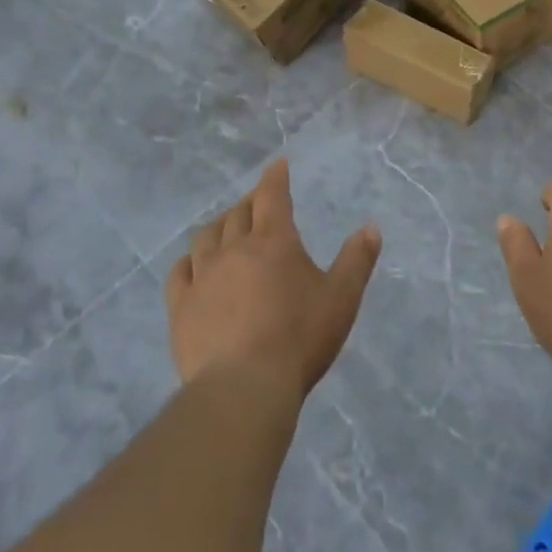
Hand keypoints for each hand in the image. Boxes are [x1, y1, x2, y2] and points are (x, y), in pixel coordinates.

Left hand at [167, 159, 381, 398]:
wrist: (244, 387)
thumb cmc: (299, 338)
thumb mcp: (341, 298)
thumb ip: (356, 260)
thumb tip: (371, 227)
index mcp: (274, 241)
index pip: (272, 195)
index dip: (275, 177)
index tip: (277, 164)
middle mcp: (234, 249)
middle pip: (239, 213)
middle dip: (250, 202)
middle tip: (259, 202)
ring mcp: (202, 277)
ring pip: (207, 236)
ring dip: (219, 226)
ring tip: (227, 229)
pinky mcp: (181, 307)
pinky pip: (180, 272)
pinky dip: (189, 261)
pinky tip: (193, 265)